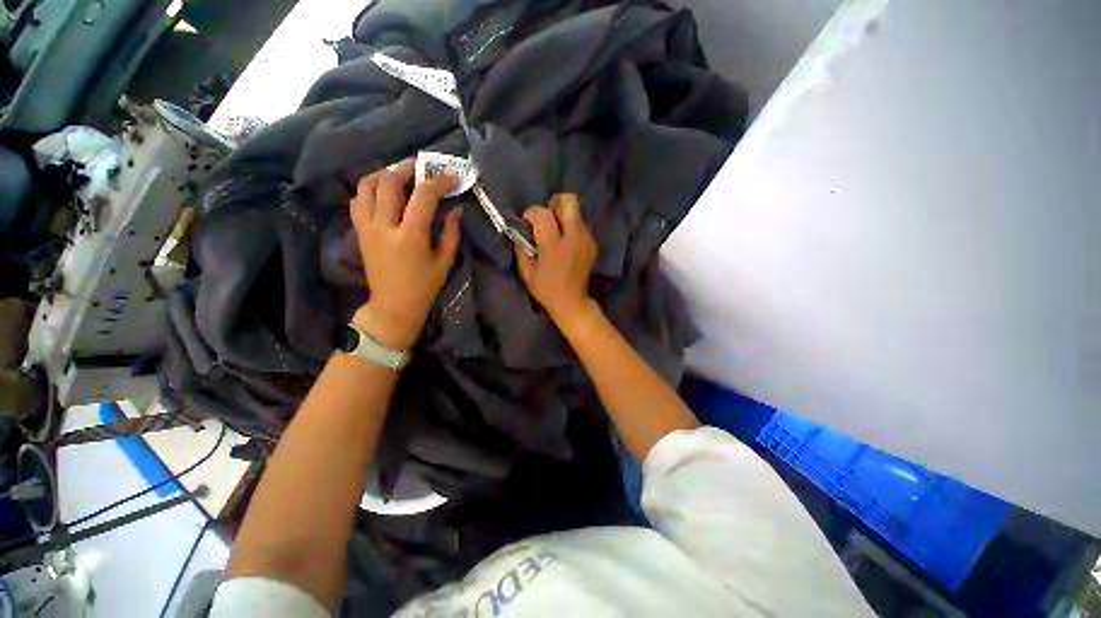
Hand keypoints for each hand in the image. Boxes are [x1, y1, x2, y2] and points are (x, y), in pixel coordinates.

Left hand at [349, 160, 461, 349]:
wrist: (393, 305)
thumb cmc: (424, 286)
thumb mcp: (444, 261)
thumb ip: (451, 233)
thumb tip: (456, 209)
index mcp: (411, 236)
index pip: (423, 196)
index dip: (438, 181)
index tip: (450, 176)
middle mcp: (385, 226)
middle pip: (389, 182)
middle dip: (406, 168)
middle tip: (420, 167)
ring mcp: (367, 228)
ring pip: (366, 186)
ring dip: (383, 174)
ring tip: (398, 174)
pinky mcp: (359, 232)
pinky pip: (357, 201)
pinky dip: (368, 189)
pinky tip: (381, 191)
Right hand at [515, 193, 597, 325]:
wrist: (572, 302)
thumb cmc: (546, 289)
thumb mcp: (527, 272)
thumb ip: (521, 248)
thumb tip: (521, 233)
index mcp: (554, 245)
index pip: (543, 213)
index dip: (532, 212)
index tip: (527, 221)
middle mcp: (573, 237)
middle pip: (569, 201)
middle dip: (555, 203)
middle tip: (546, 217)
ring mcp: (586, 239)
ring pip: (577, 212)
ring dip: (564, 216)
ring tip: (556, 232)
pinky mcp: (593, 244)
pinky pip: (581, 226)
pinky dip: (572, 228)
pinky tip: (566, 243)